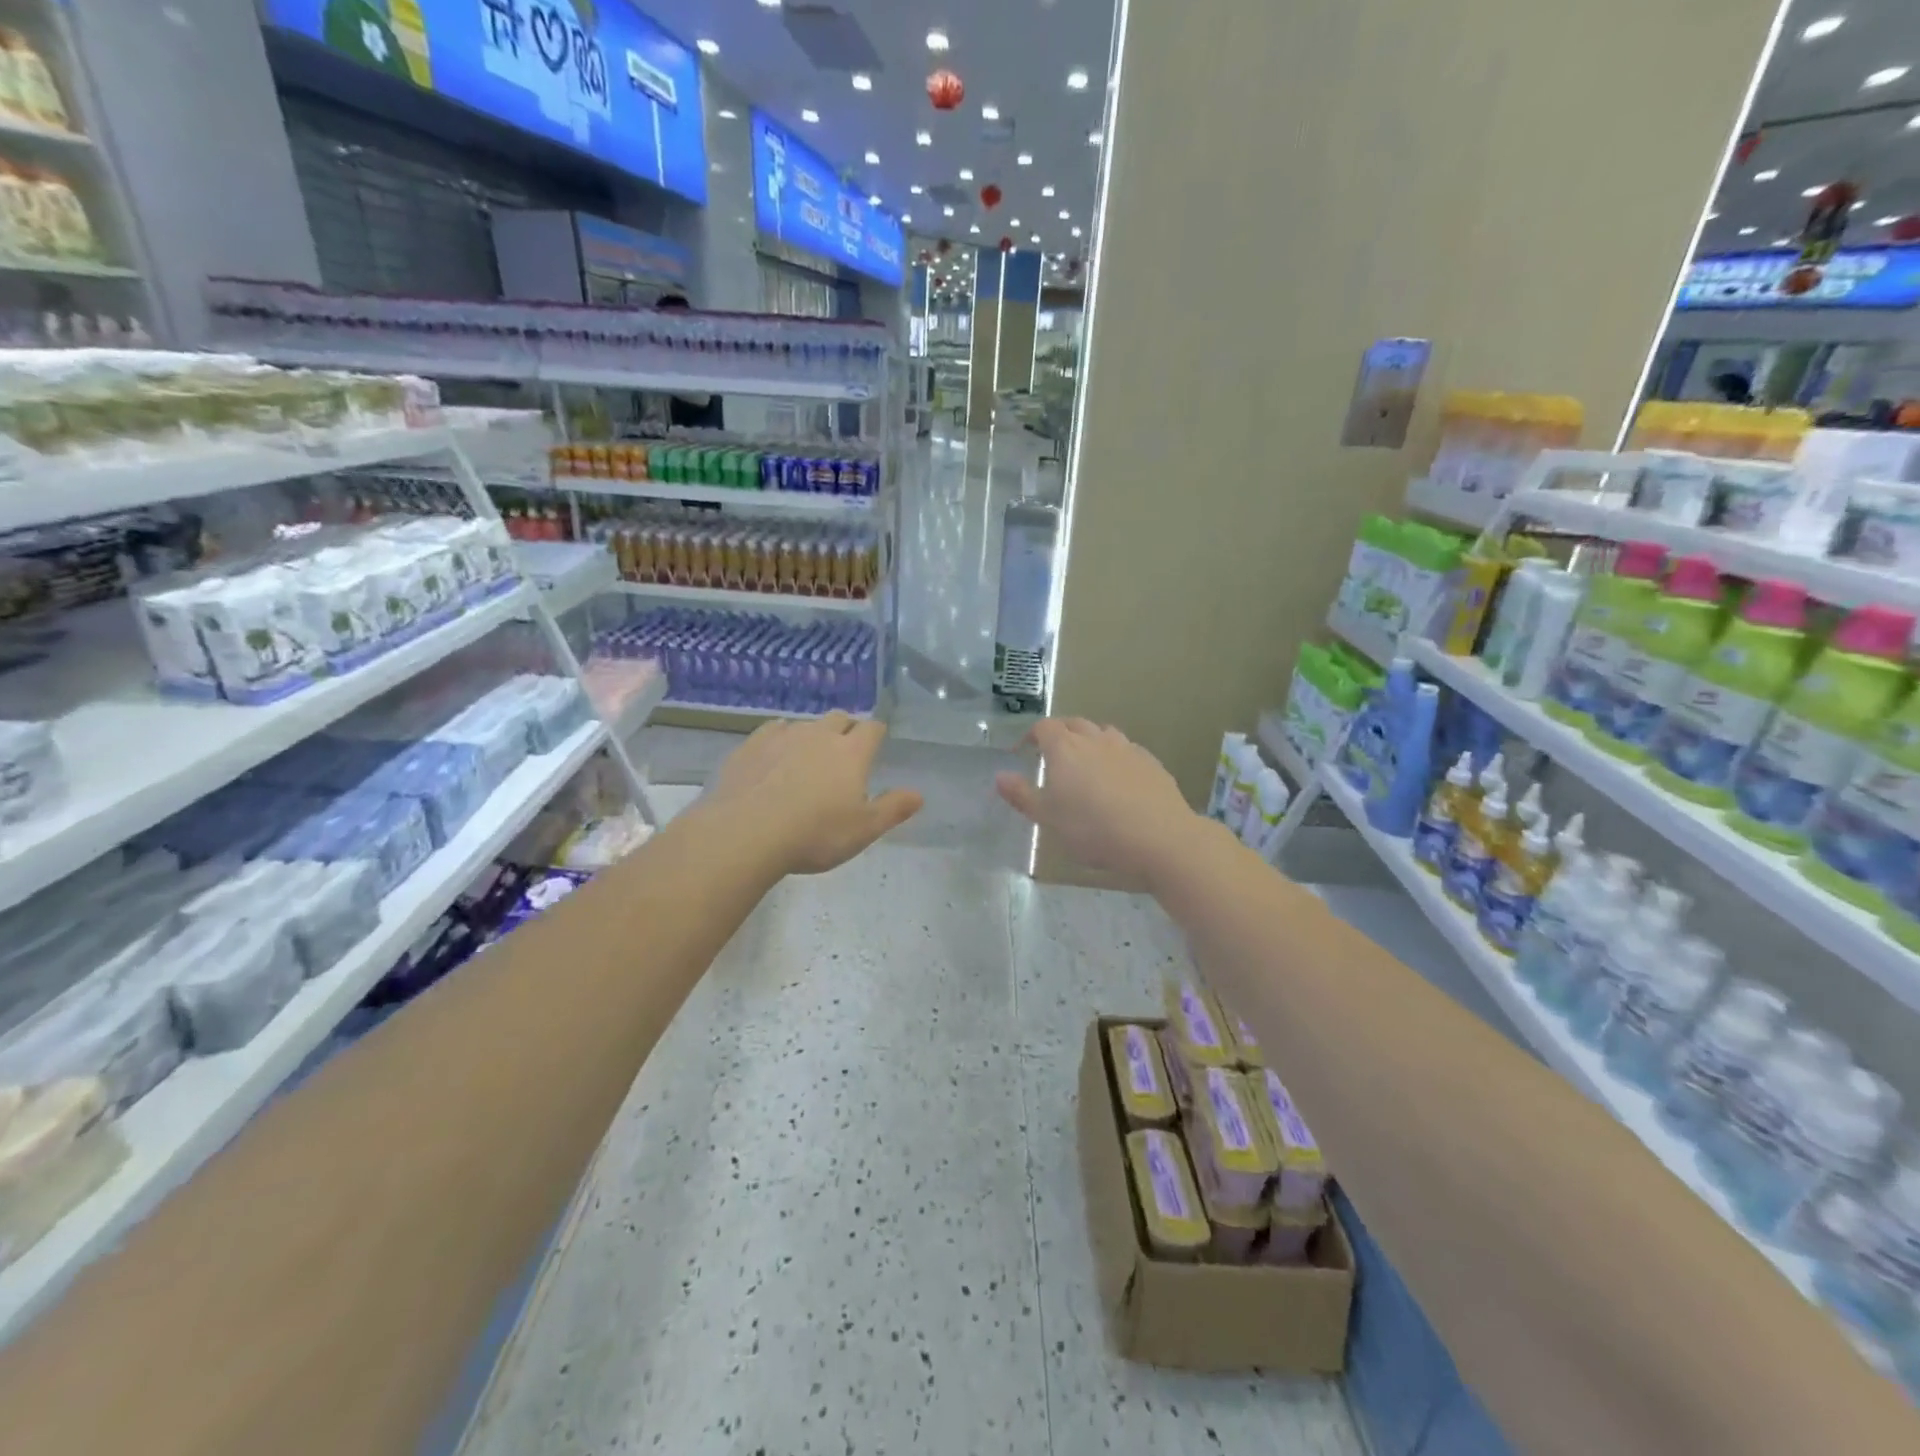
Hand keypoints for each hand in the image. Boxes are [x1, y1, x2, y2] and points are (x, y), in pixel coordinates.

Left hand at [703, 712, 922, 876]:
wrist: (746, 833)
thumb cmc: (815, 835)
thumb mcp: (863, 830)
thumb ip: (892, 809)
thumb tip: (919, 794)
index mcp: (852, 752)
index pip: (872, 728)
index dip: (876, 735)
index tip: (875, 747)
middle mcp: (820, 734)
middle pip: (839, 718)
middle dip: (845, 729)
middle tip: (843, 754)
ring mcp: (783, 736)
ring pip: (805, 724)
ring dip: (811, 736)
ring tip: (807, 760)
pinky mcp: (751, 745)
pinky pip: (773, 730)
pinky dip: (780, 739)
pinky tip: (774, 758)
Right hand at [994, 719, 1202, 889]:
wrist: (1159, 837)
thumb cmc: (1093, 829)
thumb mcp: (1048, 819)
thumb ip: (1022, 795)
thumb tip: (999, 775)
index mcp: (1065, 748)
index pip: (1043, 727)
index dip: (1031, 735)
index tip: (1023, 751)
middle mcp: (1095, 739)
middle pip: (1073, 724)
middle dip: (1059, 734)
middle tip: (1052, 755)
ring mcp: (1126, 748)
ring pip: (1102, 733)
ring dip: (1089, 741)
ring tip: (1085, 764)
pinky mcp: (1150, 762)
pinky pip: (1126, 750)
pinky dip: (1115, 757)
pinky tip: (1118, 779)